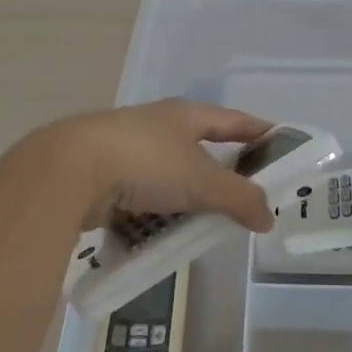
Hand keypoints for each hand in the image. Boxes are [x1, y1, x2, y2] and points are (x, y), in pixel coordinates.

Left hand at [40, 99, 277, 233]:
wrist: (70, 171)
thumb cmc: (146, 162)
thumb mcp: (202, 181)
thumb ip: (240, 198)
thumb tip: (268, 218)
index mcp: (185, 115)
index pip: (234, 120)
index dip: (259, 132)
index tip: (281, 146)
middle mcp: (158, 127)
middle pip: (200, 151)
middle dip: (220, 176)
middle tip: (242, 201)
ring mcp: (127, 151)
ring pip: (168, 179)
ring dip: (185, 201)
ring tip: (201, 228)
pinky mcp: (104, 177)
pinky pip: (140, 200)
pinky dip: (153, 217)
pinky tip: (160, 236)